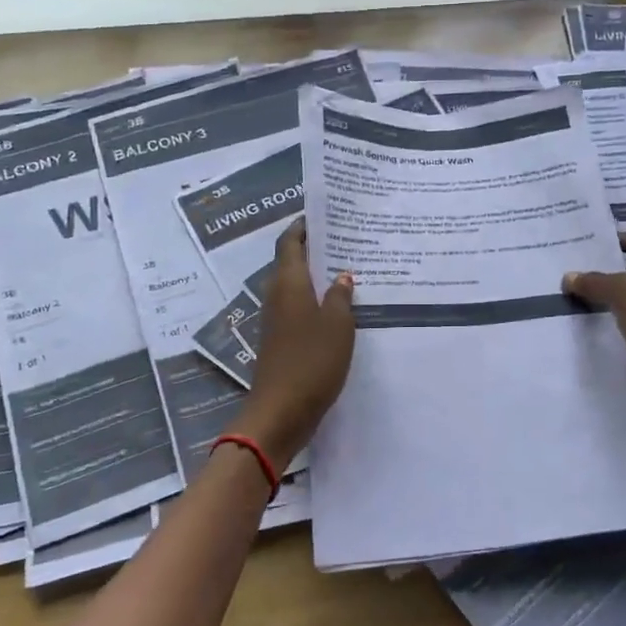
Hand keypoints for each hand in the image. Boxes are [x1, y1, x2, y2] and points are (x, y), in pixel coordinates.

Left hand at [234, 220, 355, 463]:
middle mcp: (278, 296)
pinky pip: (299, 308)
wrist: (281, 411)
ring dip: (317, 275)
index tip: (323, 214)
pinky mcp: (281, 340)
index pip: (290, 242)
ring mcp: (277, 320)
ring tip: (348, 268)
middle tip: (346, 238)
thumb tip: (341, 276)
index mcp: (288, 283)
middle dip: (314, 248)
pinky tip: (340, 307)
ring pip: (296, 286)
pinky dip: (316, 300)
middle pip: (292, 262)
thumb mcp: (338, 325)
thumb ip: (341, 296)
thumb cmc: (311, 361)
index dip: (302, 226)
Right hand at [563, 232, 625, 414]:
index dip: (614, 240)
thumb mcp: (620, 291)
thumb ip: (593, 282)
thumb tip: (568, 278)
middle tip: (579, 266)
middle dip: (609, 268)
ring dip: (613, 292)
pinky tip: (597, 315)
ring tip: (582, 291)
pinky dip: (619, 312)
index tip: (588, 242)